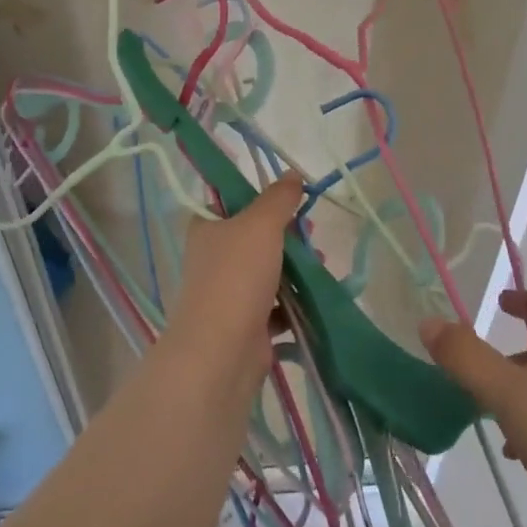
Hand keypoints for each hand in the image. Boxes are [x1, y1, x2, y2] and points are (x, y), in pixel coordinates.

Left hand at [164, 174, 302, 378]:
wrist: (222, 351)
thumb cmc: (236, 276)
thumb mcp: (260, 224)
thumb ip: (278, 198)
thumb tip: (292, 174)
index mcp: (207, 228)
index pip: (230, 202)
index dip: (260, 198)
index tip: (289, 200)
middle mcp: (213, 258)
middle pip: (255, 237)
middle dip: (287, 236)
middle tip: (311, 233)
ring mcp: (228, 293)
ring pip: (268, 272)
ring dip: (295, 269)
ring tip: (320, 265)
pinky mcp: (246, 324)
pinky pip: (275, 307)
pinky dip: (294, 302)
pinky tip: (315, 298)